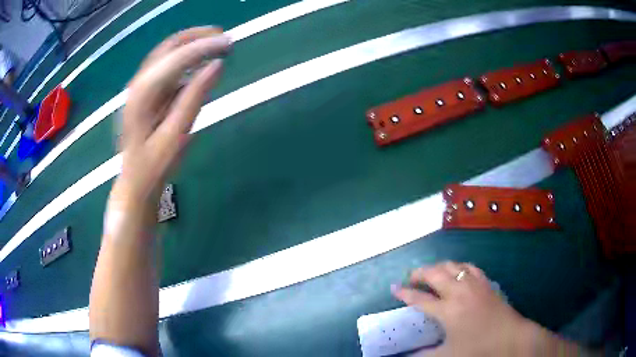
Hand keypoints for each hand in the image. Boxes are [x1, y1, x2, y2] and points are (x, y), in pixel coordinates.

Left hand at [113, 27, 230, 209]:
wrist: (134, 183)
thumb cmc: (155, 166)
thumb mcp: (177, 135)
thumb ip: (194, 98)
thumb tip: (217, 65)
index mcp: (143, 94)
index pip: (177, 58)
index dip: (204, 47)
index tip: (229, 43)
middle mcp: (138, 83)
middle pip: (169, 46)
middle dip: (197, 37)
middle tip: (224, 39)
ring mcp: (139, 86)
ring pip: (166, 52)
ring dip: (191, 44)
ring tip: (216, 45)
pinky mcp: (143, 92)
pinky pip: (165, 65)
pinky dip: (184, 58)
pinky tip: (198, 63)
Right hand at [392, 261, 529, 355]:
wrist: (509, 337)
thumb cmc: (478, 347)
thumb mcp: (448, 355)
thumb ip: (424, 354)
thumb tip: (407, 356)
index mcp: (447, 311)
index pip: (420, 299)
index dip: (404, 293)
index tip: (394, 288)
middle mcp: (459, 292)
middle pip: (434, 274)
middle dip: (418, 273)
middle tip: (410, 279)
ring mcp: (473, 284)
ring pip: (451, 265)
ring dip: (437, 267)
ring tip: (430, 274)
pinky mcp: (485, 282)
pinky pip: (468, 266)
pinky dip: (457, 266)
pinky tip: (456, 272)